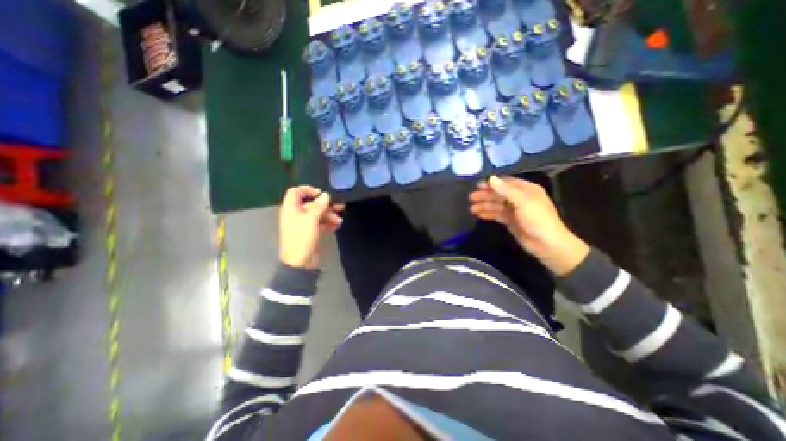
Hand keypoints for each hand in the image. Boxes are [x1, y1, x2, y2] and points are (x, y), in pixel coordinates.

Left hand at [280, 187, 343, 267]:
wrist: (300, 262)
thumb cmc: (302, 238)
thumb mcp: (311, 219)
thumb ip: (318, 206)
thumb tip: (326, 195)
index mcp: (291, 209)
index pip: (295, 192)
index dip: (307, 190)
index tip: (321, 194)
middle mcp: (296, 215)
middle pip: (310, 203)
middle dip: (324, 204)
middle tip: (338, 205)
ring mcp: (304, 224)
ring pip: (317, 214)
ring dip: (329, 214)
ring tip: (339, 218)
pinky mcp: (311, 233)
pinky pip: (320, 223)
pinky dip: (328, 222)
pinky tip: (337, 224)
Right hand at [466, 176, 589, 275]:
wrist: (547, 244)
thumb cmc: (537, 219)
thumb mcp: (522, 202)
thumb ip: (505, 190)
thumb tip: (491, 178)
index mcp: (526, 190)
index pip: (505, 183)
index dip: (491, 184)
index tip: (477, 186)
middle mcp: (519, 198)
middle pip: (499, 194)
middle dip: (485, 195)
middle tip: (471, 198)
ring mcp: (514, 210)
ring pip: (496, 205)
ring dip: (484, 205)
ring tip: (471, 209)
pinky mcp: (510, 221)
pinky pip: (497, 214)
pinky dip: (488, 214)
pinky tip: (478, 215)